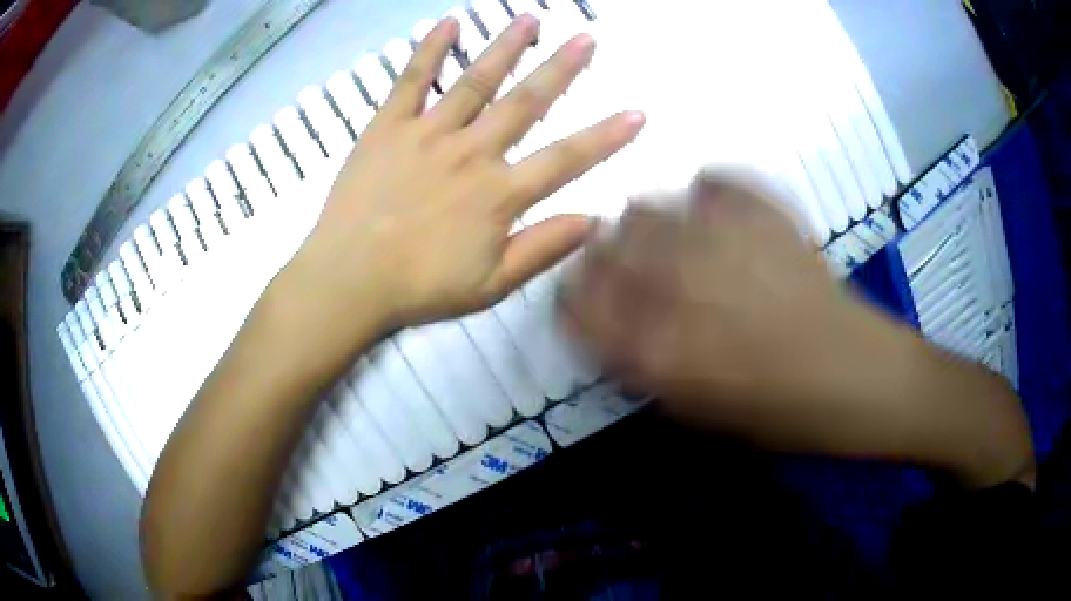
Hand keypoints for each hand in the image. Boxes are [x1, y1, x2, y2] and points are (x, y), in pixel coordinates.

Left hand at [276, 15, 643, 353]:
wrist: (348, 280)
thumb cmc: (420, 287)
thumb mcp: (491, 284)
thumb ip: (543, 248)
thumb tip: (594, 220)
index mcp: (498, 194)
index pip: (566, 158)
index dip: (606, 137)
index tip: (637, 113)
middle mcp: (471, 152)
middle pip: (525, 102)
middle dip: (561, 68)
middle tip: (586, 38)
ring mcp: (427, 134)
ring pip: (475, 80)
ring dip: (506, 47)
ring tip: (530, 19)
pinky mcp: (388, 127)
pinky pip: (411, 80)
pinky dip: (430, 50)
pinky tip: (448, 23)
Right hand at [563, 173, 1033, 485]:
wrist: (866, 380)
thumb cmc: (787, 416)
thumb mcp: (703, 413)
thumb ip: (646, 367)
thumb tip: (613, 327)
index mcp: (660, 347)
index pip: (578, 304)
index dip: (570, 297)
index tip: (578, 298)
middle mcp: (681, 285)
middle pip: (606, 244)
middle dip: (602, 255)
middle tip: (624, 269)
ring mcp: (725, 241)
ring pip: (650, 206)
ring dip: (647, 224)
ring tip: (672, 241)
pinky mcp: (766, 214)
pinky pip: (714, 183)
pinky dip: (706, 196)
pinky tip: (717, 216)